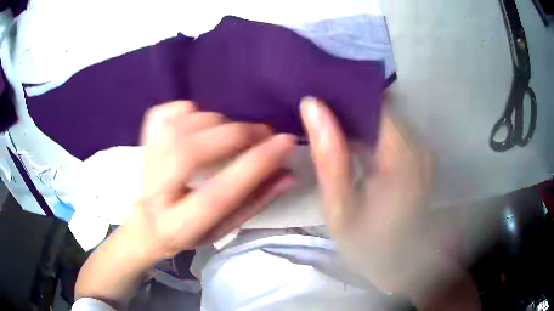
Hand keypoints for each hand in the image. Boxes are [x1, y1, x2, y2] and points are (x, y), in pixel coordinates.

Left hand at [128, 101, 296, 258]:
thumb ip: (257, 201)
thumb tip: (288, 173)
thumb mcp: (226, 227)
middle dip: (236, 134)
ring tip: (236, 133)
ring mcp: (146, 164)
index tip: (285, 142)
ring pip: (180, 126)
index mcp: (180, 225)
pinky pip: (167, 112)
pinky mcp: (143, 143)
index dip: (255, 165)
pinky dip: (190, 110)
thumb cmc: (192, 230)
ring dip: (219, 122)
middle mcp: (157, 193)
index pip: (218, 194)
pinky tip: (201, 125)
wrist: (150, 224)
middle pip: (192, 152)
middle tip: (263, 133)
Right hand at [300, 97, 478, 309]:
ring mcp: (420, 152)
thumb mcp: (340, 206)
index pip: (375, 102)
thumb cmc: (367, 243)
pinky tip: (349, 141)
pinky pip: (390, 133)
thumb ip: (328, 155)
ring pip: (385, 118)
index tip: (316, 93)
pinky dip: (369, 132)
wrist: (399, 264)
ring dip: (357, 118)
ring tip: (327, 123)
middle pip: (381, 108)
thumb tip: (311, 105)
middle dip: (348, 105)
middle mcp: (417, 146)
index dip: (345, 93)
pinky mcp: (417, 159)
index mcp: (402, 156)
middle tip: (315, 110)